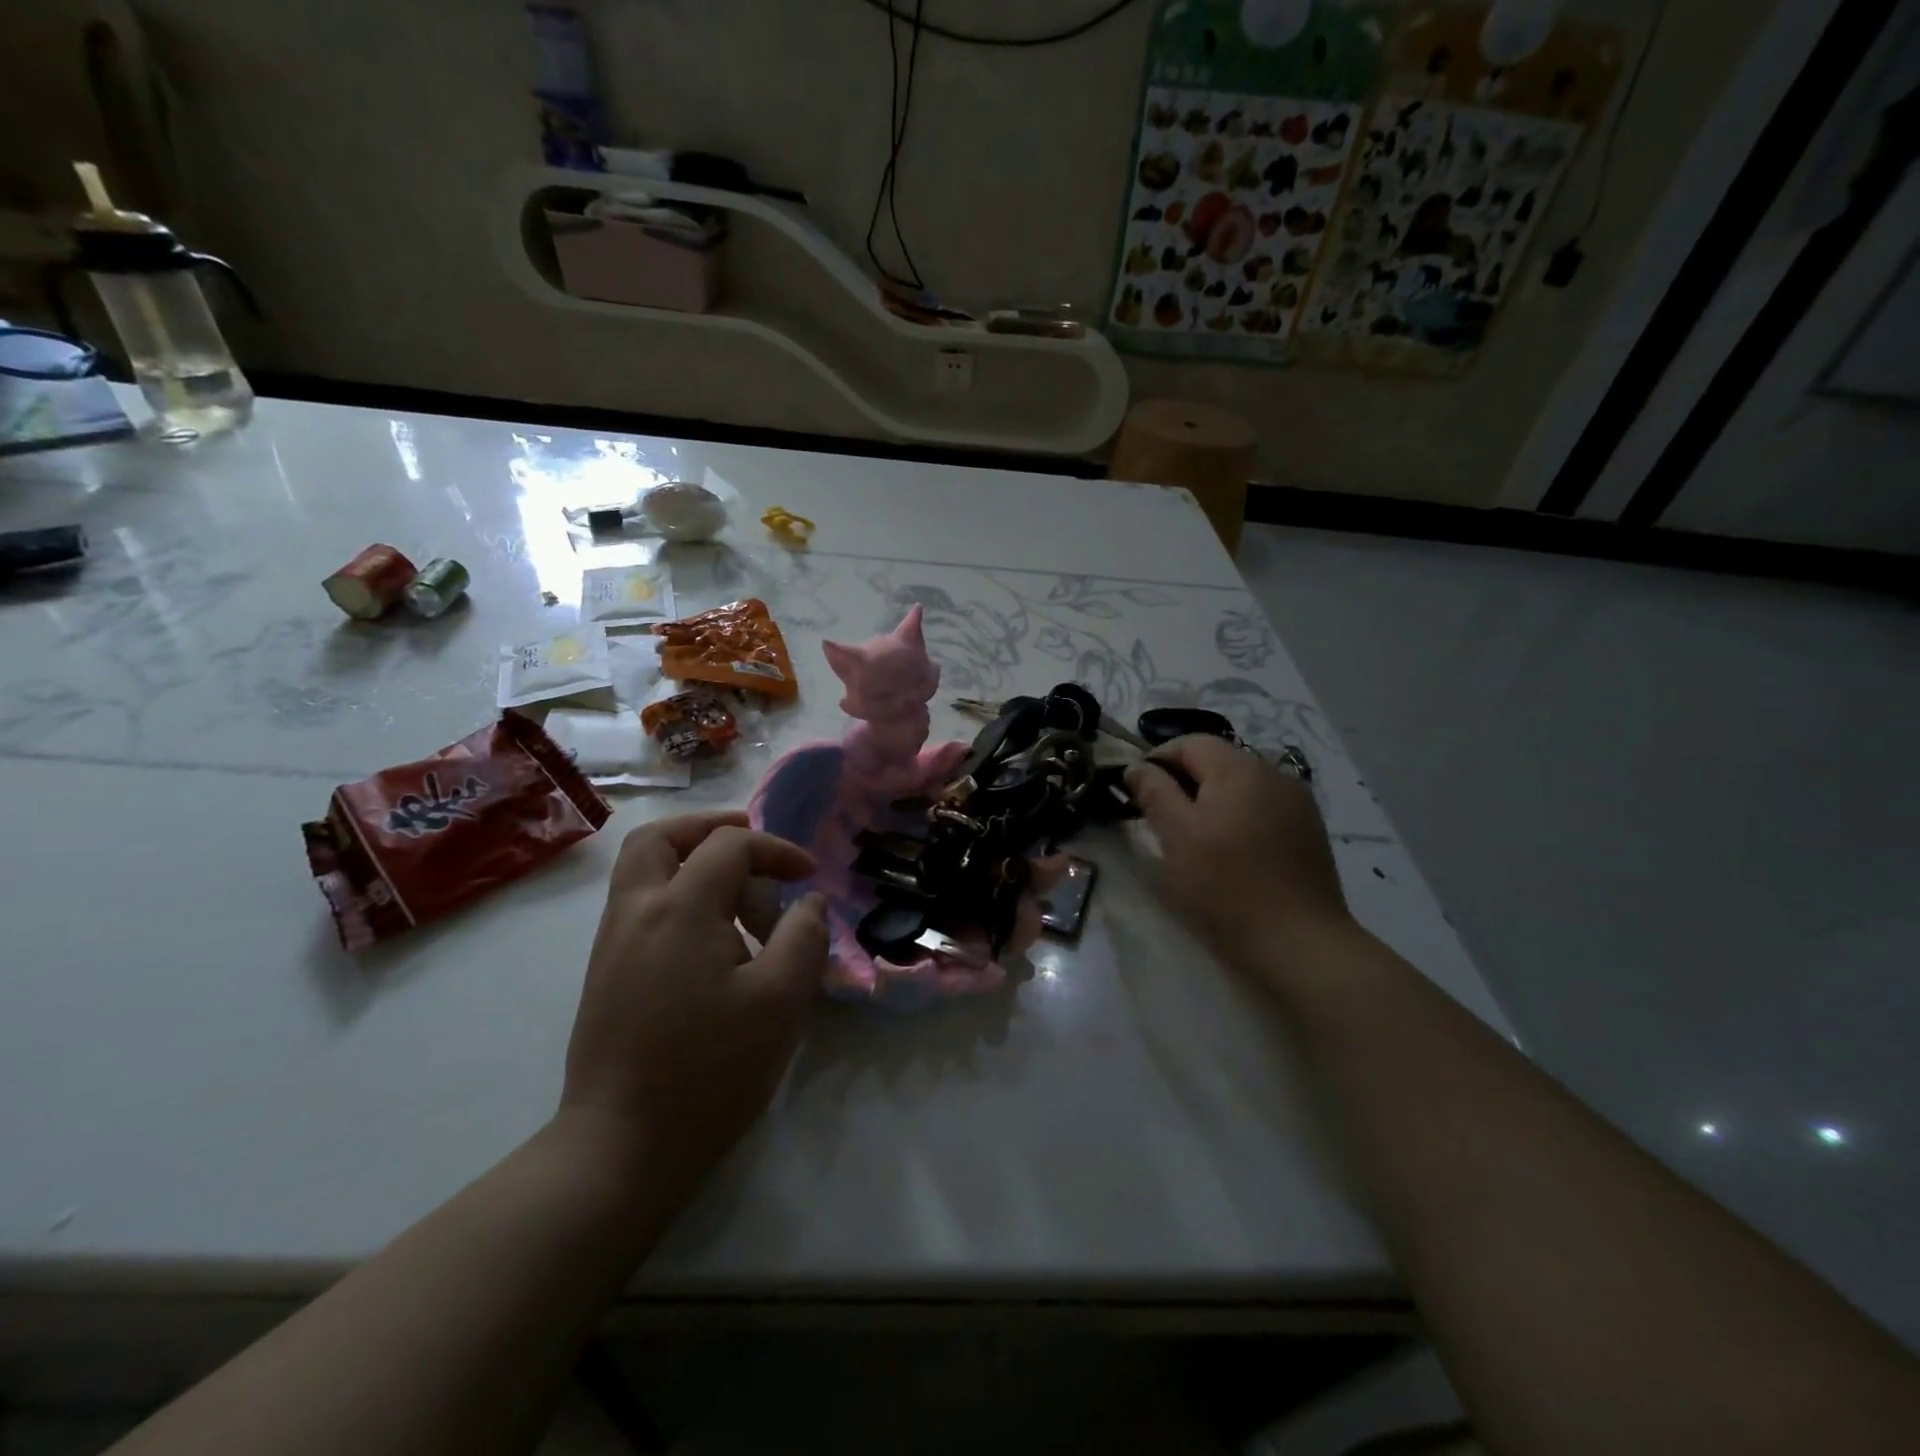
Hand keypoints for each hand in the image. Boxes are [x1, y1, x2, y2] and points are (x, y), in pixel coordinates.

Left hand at [560, 811, 827, 1188]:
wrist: (622, 1147)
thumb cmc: (710, 1069)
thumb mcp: (781, 1000)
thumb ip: (804, 936)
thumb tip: (808, 902)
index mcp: (679, 907)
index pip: (729, 845)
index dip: (776, 850)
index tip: (808, 877)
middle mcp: (636, 910)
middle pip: (660, 836)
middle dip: (710, 829)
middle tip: (751, 846)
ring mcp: (612, 942)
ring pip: (642, 869)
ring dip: (690, 861)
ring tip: (738, 893)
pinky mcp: (605, 973)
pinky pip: (639, 905)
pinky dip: (676, 894)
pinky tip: (711, 938)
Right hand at [1125, 736, 1354, 971]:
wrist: (1299, 942)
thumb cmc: (1226, 886)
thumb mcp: (1176, 836)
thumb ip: (1154, 792)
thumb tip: (1137, 766)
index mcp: (1239, 768)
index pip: (1189, 742)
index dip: (1157, 760)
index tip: (1136, 793)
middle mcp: (1273, 773)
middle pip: (1217, 761)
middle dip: (1184, 782)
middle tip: (1160, 820)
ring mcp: (1297, 801)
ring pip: (1240, 786)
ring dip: (1211, 800)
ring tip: (1195, 839)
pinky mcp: (1308, 830)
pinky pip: (1262, 807)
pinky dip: (1238, 817)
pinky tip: (1232, 852)